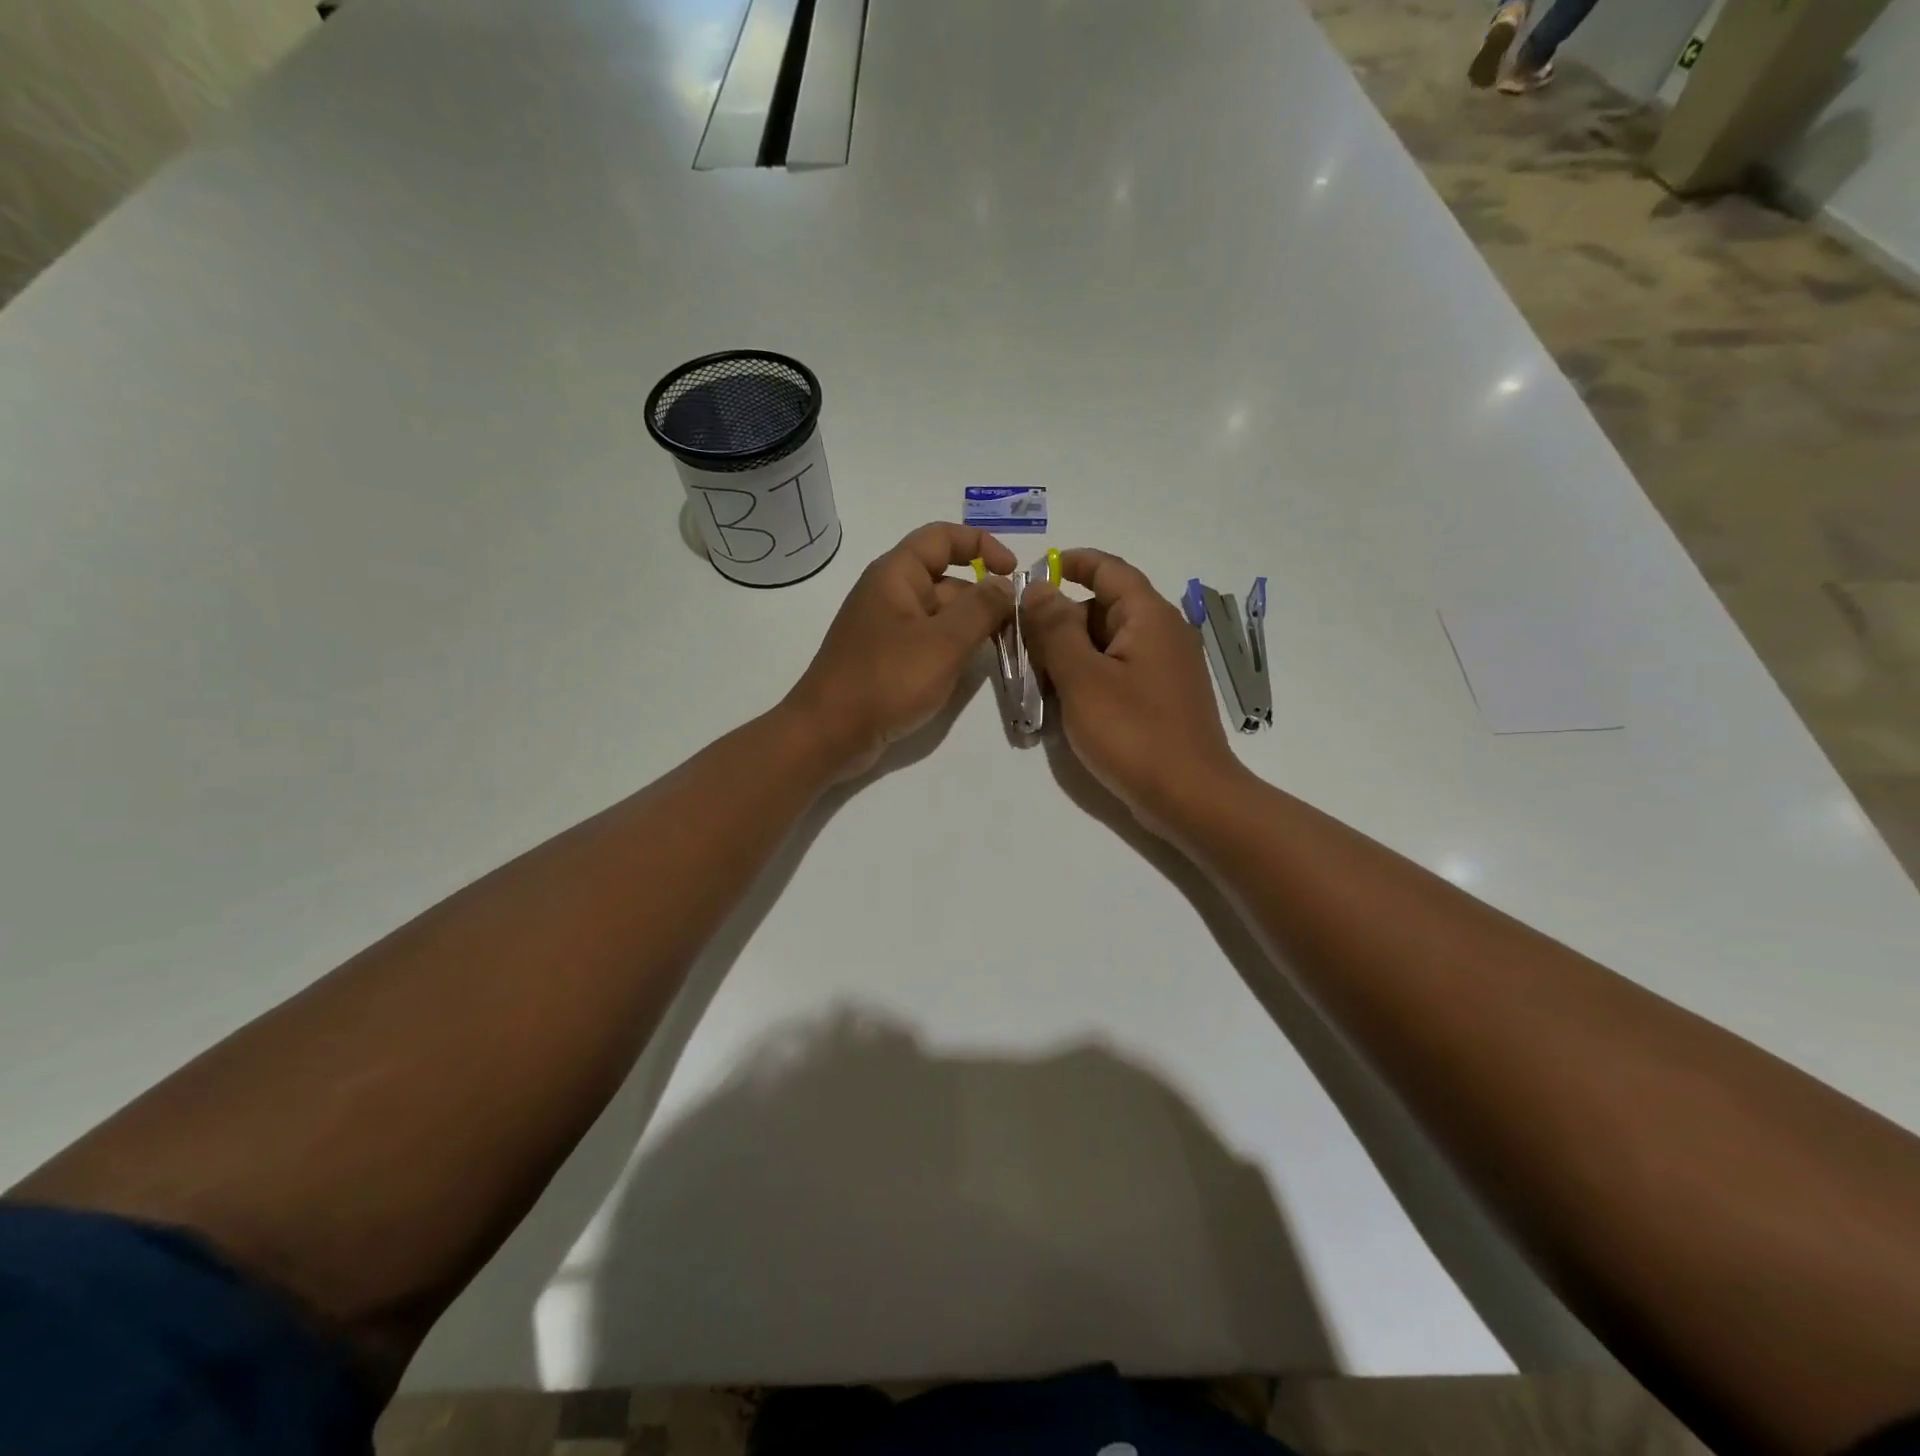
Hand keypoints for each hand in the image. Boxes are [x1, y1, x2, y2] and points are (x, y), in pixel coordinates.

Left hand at [783, 522, 1016, 778]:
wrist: (829, 734)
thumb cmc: (886, 680)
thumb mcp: (943, 642)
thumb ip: (981, 608)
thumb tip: (1005, 583)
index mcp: (896, 575)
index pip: (942, 537)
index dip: (981, 545)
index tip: (1013, 572)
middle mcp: (890, 594)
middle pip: (946, 579)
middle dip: (983, 597)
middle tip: (1020, 625)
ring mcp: (887, 630)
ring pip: (940, 616)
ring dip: (972, 627)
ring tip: (1005, 649)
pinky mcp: (887, 661)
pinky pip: (928, 643)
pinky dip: (952, 650)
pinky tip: (971, 670)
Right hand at [1022, 548, 1247, 833]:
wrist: (1190, 797)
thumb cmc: (1134, 733)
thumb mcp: (1082, 678)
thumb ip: (1055, 629)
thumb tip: (1037, 587)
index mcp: (1149, 617)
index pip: (1109, 570)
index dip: (1073, 563)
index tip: (1035, 571)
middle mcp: (1163, 633)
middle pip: (1105, 608)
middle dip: (1061, 621)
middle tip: (1023, 645)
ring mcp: (1166, 668)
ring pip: (1109, 644)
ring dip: (1072, 654)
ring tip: (1038, 680)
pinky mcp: (1162, 698)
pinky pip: (1120, 671)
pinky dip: (1090, 677)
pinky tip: (1067, 704)